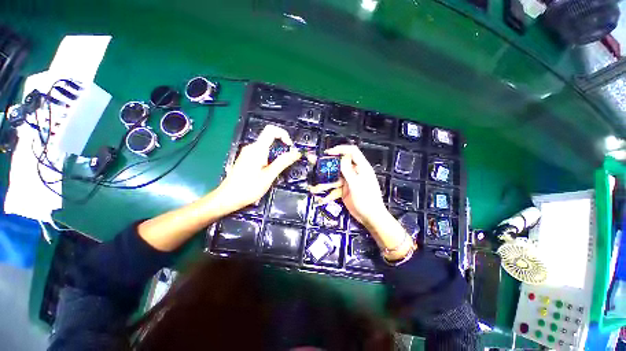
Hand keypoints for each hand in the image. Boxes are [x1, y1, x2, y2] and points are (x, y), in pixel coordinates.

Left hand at [216, 125, 300, 212]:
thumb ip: (283, 162)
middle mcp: (251, 148)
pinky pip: (261, 153)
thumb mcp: (268, 176)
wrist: (227, 198)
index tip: (290, 147)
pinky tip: (269, 171)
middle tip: (286, 162)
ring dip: (276, 155)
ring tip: (276, 170)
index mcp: (257, 149)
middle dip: (281, 148)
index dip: (284, 134)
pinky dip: (269, 159)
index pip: (271, 130)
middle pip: (270, 138)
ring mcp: (248, 153)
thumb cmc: (248, 188)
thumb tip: (296, 153)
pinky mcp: (246, 159)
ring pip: (266, 147)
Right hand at [309, 145, 412, 259]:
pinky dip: (328, 192)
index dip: (340, 149)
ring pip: (335, 177)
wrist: (370, 217)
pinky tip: (322, 198)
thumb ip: (348, 170)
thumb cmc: (367, 200)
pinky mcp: (344, 190)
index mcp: (361, 167)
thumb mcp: (356, 184)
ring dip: (325, 181)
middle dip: (328, 165)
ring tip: (315, 186)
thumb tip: (341, 157)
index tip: (328, 153)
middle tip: (317, 166)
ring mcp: (349, 181)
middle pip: (340, 164)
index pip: (352, 151)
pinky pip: (334, 188)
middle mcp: (354, 172)